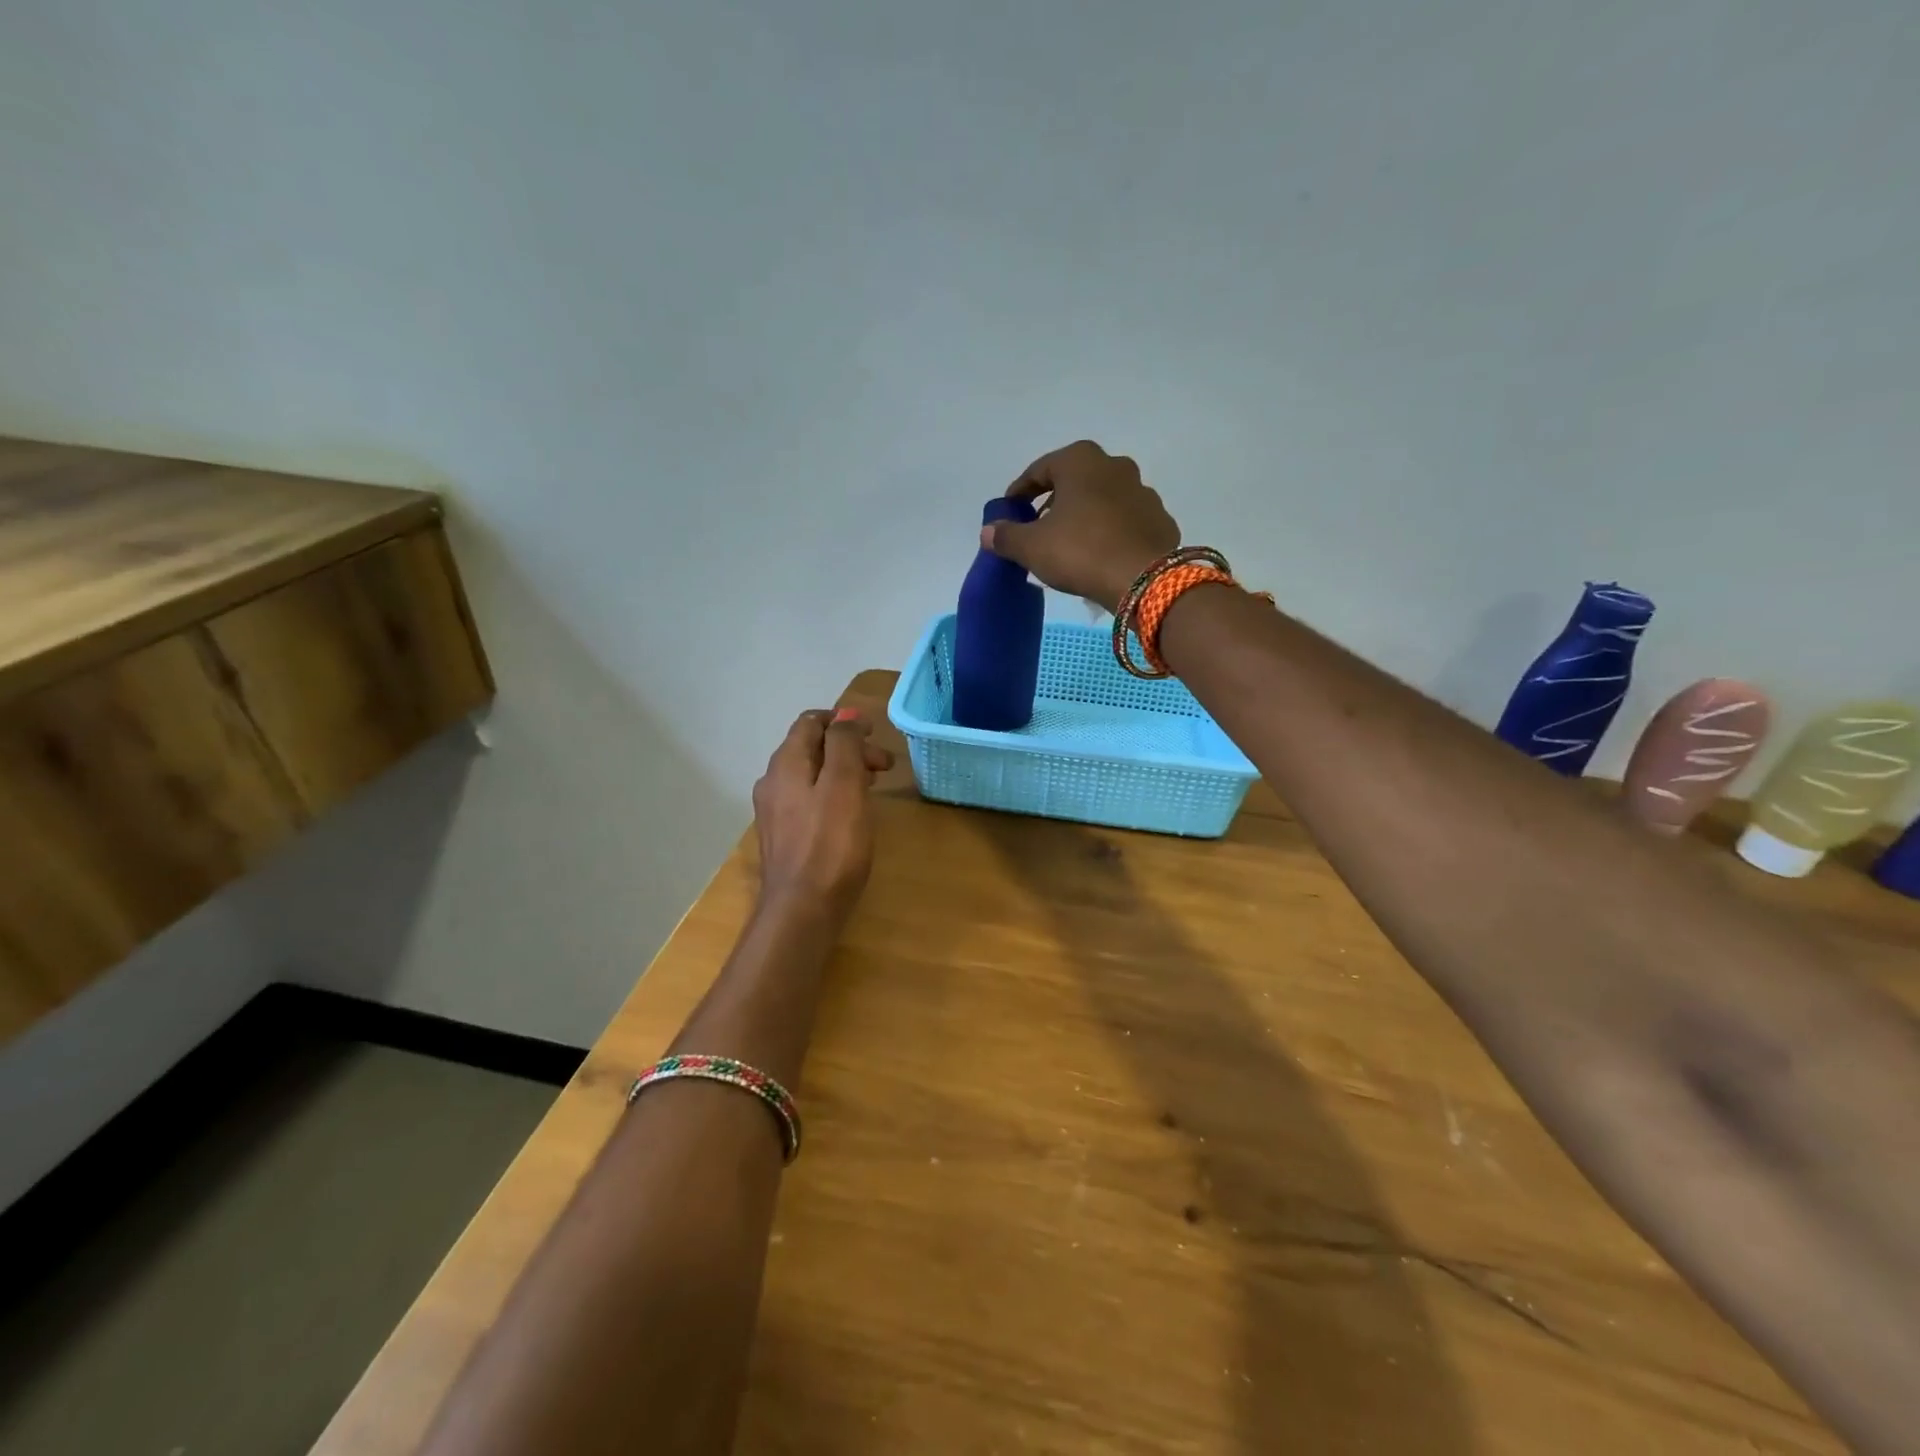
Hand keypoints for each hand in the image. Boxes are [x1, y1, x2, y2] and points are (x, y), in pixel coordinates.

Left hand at [751, 709, 892, 920]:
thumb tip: (846, 717)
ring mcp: (775, 811)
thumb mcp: (844, 784)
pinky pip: (809, 799)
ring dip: (843, 771)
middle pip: (812, 748)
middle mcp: (773, 781)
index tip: (875, 734)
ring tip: (873, 786)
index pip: (811, 722)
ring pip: (812, 775)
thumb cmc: (830, 844)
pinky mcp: (783, 836)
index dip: (844, 721)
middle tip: (885, 766)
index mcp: (786, 764)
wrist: (802, 910)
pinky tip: (851, 812)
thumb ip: (844, 744)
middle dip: (849, 748)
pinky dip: (833, 793)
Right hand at [983, 440, 1181, 611]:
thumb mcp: (1031, 547)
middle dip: (1054, 501)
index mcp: (1080, 461)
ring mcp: (1143, 492)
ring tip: (1070, 544)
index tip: (1010, 511)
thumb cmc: (1080, 551)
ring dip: (1085, 516)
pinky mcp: (1160, 520)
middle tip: (1039, 527)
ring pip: (1103, 500)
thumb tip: (988, 531)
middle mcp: (1115, 466)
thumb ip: (1006, 536)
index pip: (1039, 470)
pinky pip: (1125, 522)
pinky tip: (1100, 555)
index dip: (1020, 491)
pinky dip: (1110, 533)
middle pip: (1074, 481)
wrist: (1144, 579)